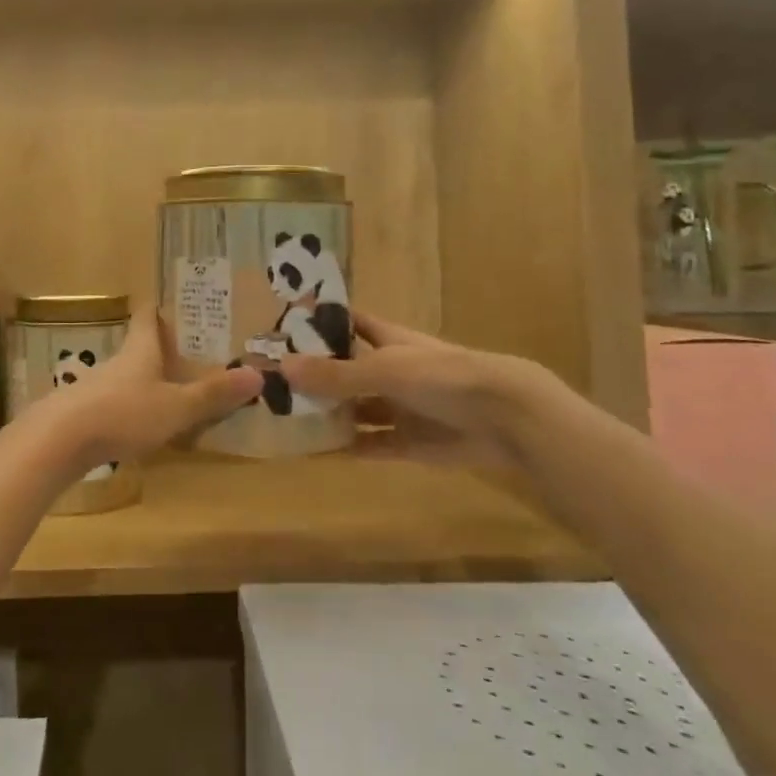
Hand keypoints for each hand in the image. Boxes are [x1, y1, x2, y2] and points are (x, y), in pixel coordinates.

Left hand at [24, 308, 263, 476]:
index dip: (158, 309)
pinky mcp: (83, 414)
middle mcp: (118, 363)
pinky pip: (114, 404)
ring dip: (145, 381)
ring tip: (170, 393)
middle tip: (187, 354)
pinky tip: (139, 426)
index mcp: (140, 351)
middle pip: (138, 347)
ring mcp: (96, 388)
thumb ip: (213, 394)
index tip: (170, 302)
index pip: (147, 318)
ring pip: (126, 377)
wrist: (59, 440)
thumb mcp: (176, 406)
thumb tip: (259, 374)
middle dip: (159, 349)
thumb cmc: (124, 412)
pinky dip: (130, 408)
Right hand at [277, 312, 551, 467]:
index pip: (349, 323)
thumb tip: (281, 367)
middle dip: (316, 374)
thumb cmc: (442, 377)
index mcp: (388, 340)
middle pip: (347, 369)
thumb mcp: (384, 369)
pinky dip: (346, 448)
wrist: (504, 417)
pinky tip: (315, 452)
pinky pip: (370, 444)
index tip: (284, 326)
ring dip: (328, 413)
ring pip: (356, 409)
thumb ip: (335, 373)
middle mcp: (391, 371)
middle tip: (272, 381)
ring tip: (285, 417)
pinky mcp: (409, 442)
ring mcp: (400, 407)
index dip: (322, 322)